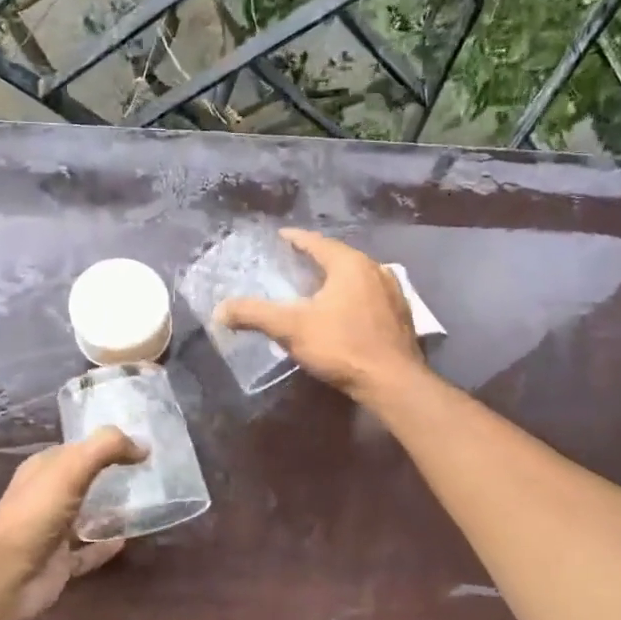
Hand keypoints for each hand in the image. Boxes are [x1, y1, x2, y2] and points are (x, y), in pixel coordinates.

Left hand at [0, 427, 144, 619]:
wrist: (4, 578)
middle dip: (112, 475)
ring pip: (87, 515)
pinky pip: (89, 551)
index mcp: (42, 469)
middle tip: (151, 472)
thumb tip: (144, 445)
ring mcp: (53, 531)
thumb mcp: (70, 469)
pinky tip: (129, 539)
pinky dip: (106, 546)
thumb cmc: (34, 515)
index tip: (142, 443)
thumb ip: (106, 448)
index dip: (107, 443)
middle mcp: (46, 497)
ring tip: (146, 503)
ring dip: (112, 510)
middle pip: (84, 480)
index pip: (78, 448)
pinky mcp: (60, 562)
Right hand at [217, 228, 425, 401]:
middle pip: (339, 257)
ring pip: (357, 277)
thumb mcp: (291, 328)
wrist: (392, 381)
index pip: (317, 242)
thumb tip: (220, 311)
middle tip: (293, 265)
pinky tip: (342, 312)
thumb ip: (254, 315)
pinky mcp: (401, 315)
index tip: (279, 238)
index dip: (295, 239)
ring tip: (315, 289)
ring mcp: (393, 292)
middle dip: (316, 260)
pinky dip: (352, 297)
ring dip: (336, 280)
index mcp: (350, 263)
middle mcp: (376, 269)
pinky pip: (370, 296)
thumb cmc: (342, 346)